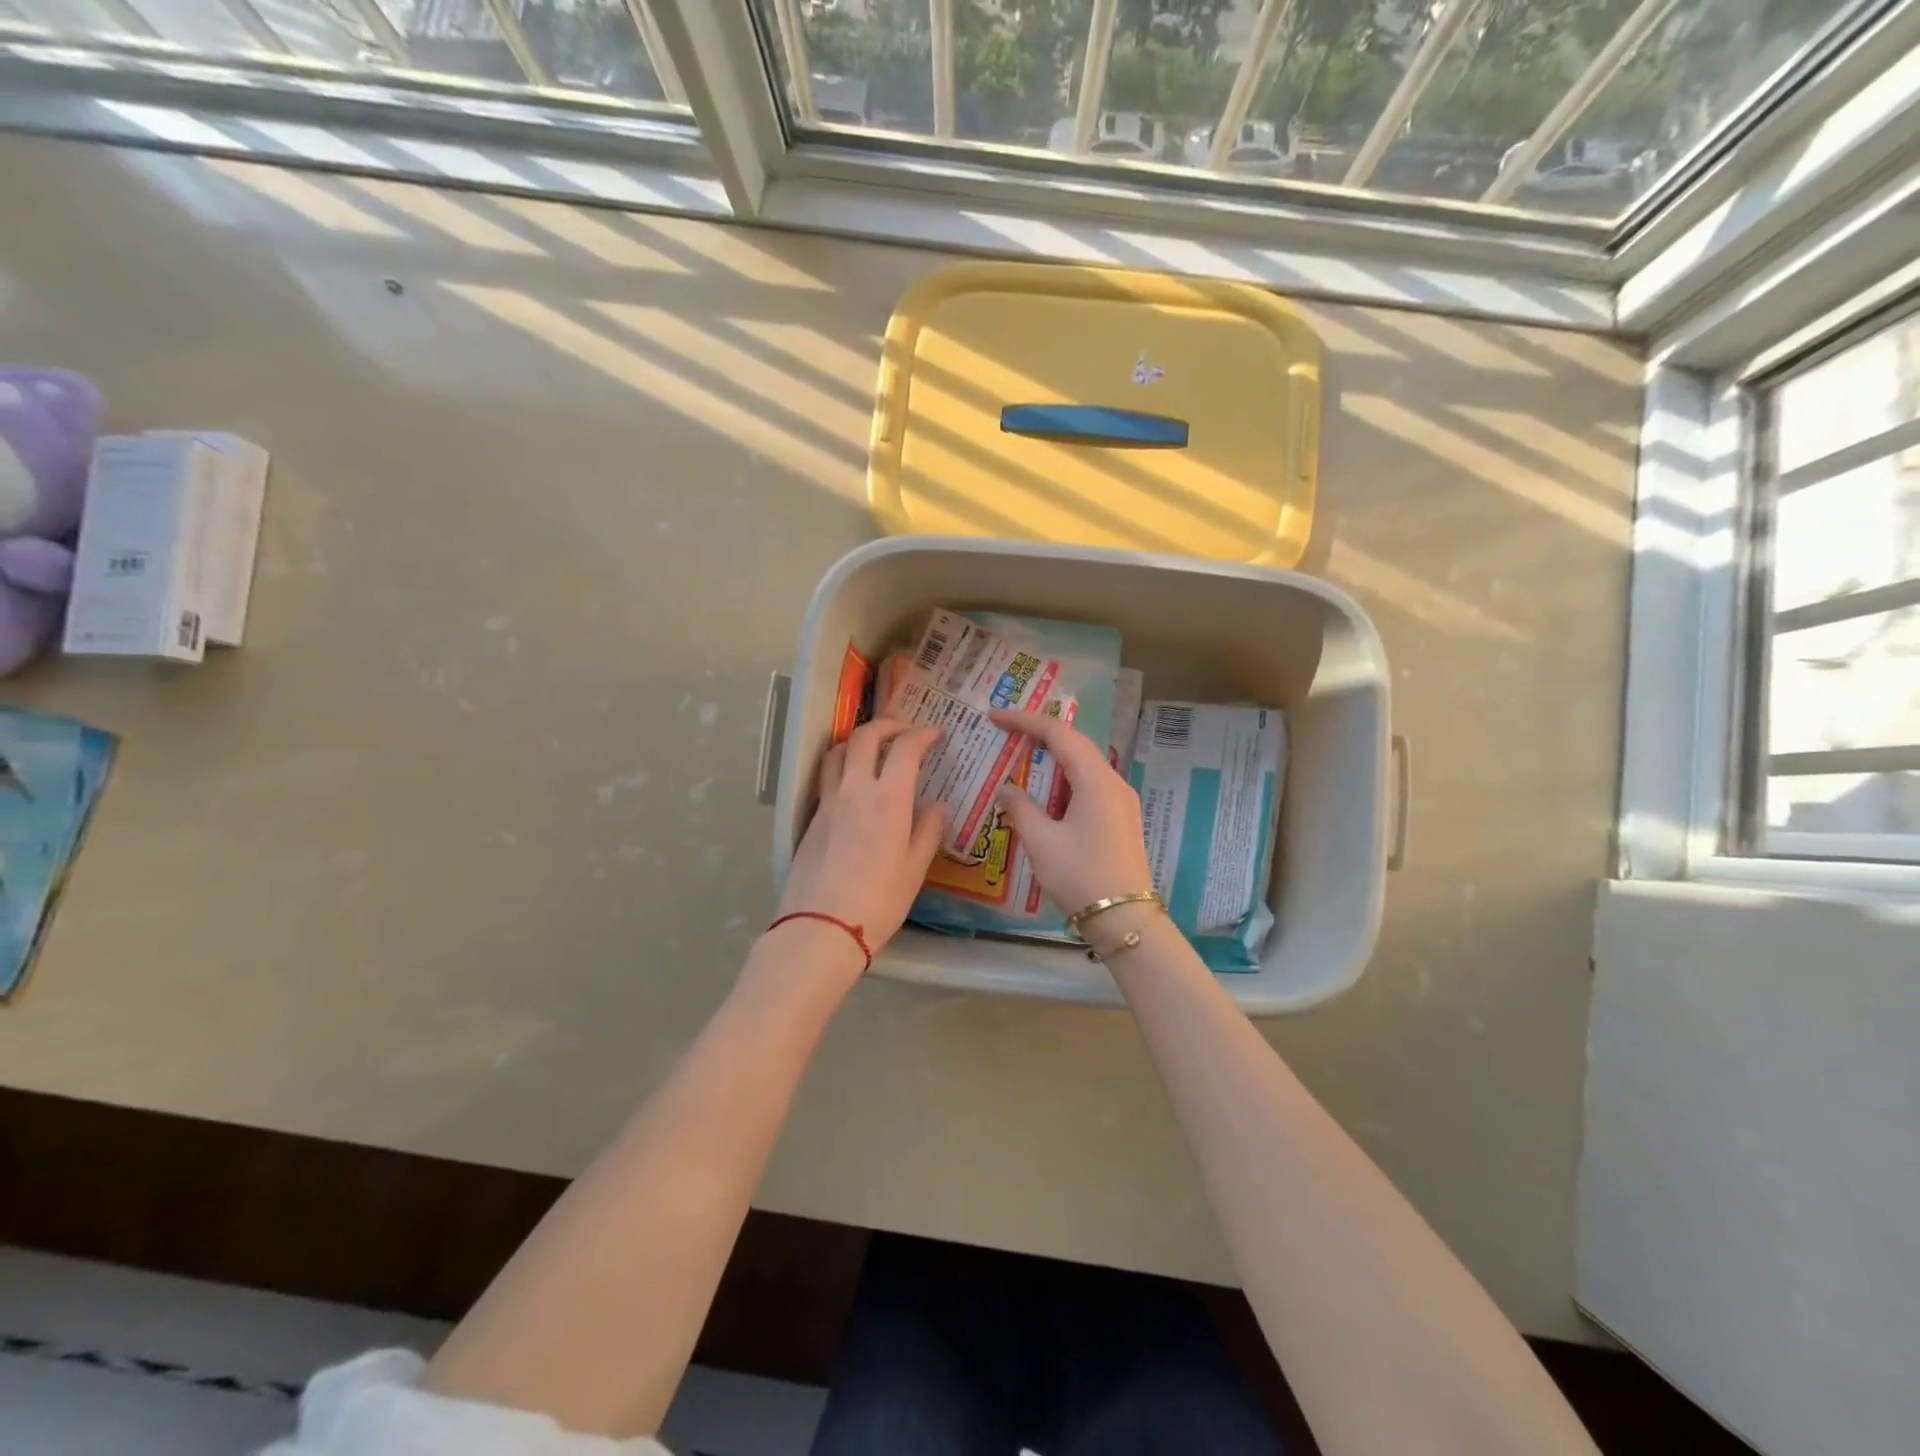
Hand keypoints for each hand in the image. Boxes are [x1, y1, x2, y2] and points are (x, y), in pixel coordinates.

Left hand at [778, 718, 946, 955]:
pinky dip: (842, 764)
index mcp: (888, 799)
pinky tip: (853, 783)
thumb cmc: (878, 902)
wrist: (821, 927)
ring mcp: (828, 802)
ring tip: (874, 747)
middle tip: (905, 730)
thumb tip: (936, 807)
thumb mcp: (914, 870)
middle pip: (865, 737)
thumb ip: (927, 832)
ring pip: (837, 751)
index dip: (922, 734)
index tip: (935, 734)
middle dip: (888, 725)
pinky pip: (826, 776)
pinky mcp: (812, 818)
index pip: (905, 748)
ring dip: (858, 739)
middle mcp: (855, 790)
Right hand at [989, 708, 1153, 917]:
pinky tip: (1043, 794)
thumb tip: (1006, 789)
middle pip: (1075, 744)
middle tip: (1005, 733)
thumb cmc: (1081, 877)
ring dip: (1051, 759)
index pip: (1059, 734)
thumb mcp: (1041, 842)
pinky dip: (1063, 780)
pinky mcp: (1120, 817)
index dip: (1026, 721)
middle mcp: (1113, 782)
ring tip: (1019, 759)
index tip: (995, 717)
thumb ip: (1020, 808)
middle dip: (1039, 734)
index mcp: (1096, 781)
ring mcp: (1120, 800)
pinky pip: (1089, 785)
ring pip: (1083, 765)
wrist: (1126, 920)